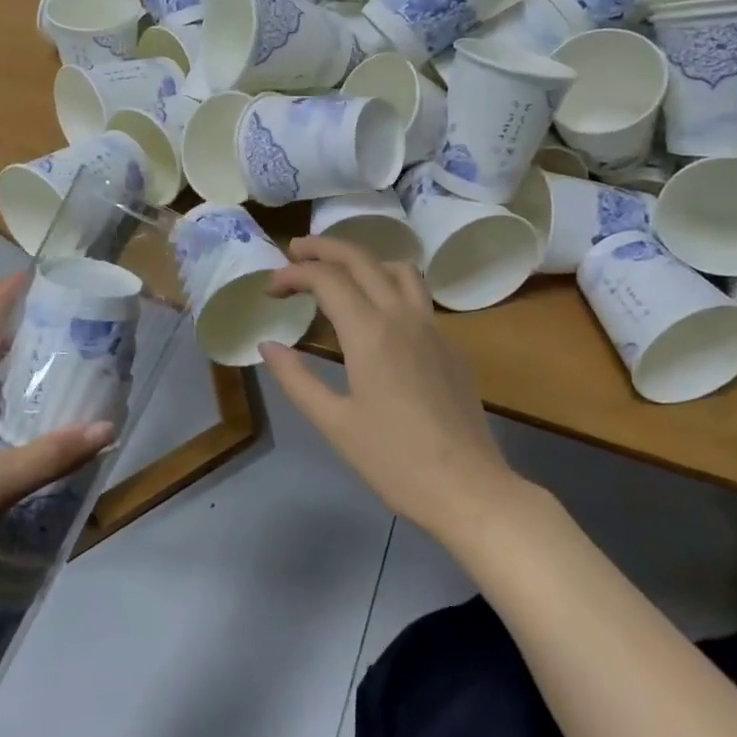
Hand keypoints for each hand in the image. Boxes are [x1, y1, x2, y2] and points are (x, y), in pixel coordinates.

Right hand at [260, 237, 515, 541]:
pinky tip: (377, 314)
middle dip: (324, 247)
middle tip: (294, 252)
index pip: (327, 279)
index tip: (270, 288)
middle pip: (362, 259)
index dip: (293, 274)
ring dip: (364, 259)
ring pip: (399, 269)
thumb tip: (268, 345)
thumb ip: (296, 379)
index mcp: (371, 333)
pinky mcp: (450, 346)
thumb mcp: (334, 423)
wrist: (468, 488)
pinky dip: (388, 285)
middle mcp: (403, 317)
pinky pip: (418, 296)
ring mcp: (433, 328)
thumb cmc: (394, 461)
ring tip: (338, 273)